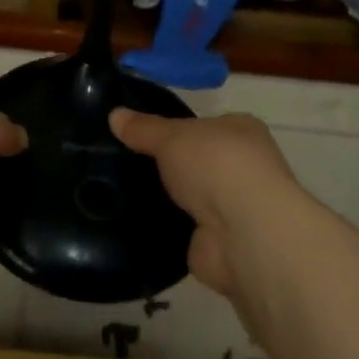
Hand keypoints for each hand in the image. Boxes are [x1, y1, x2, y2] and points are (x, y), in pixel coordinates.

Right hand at [110, 108, 302, 297]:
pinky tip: (136, 224)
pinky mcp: (220, 243)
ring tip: (122, 193)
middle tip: (125, 164)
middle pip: (198, 162)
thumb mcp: (171, 135)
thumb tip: (114, 114)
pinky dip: (166, 229)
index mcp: (242, 131)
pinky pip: (185, 230)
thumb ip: (143, 128)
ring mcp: (235, 208)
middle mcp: (244, 168)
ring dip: (169, 200)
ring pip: (192, 197)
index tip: (142, 134)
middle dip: (170, 166)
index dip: (177, 128)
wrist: (244, 233)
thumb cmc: (215, 164)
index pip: (205, 125)